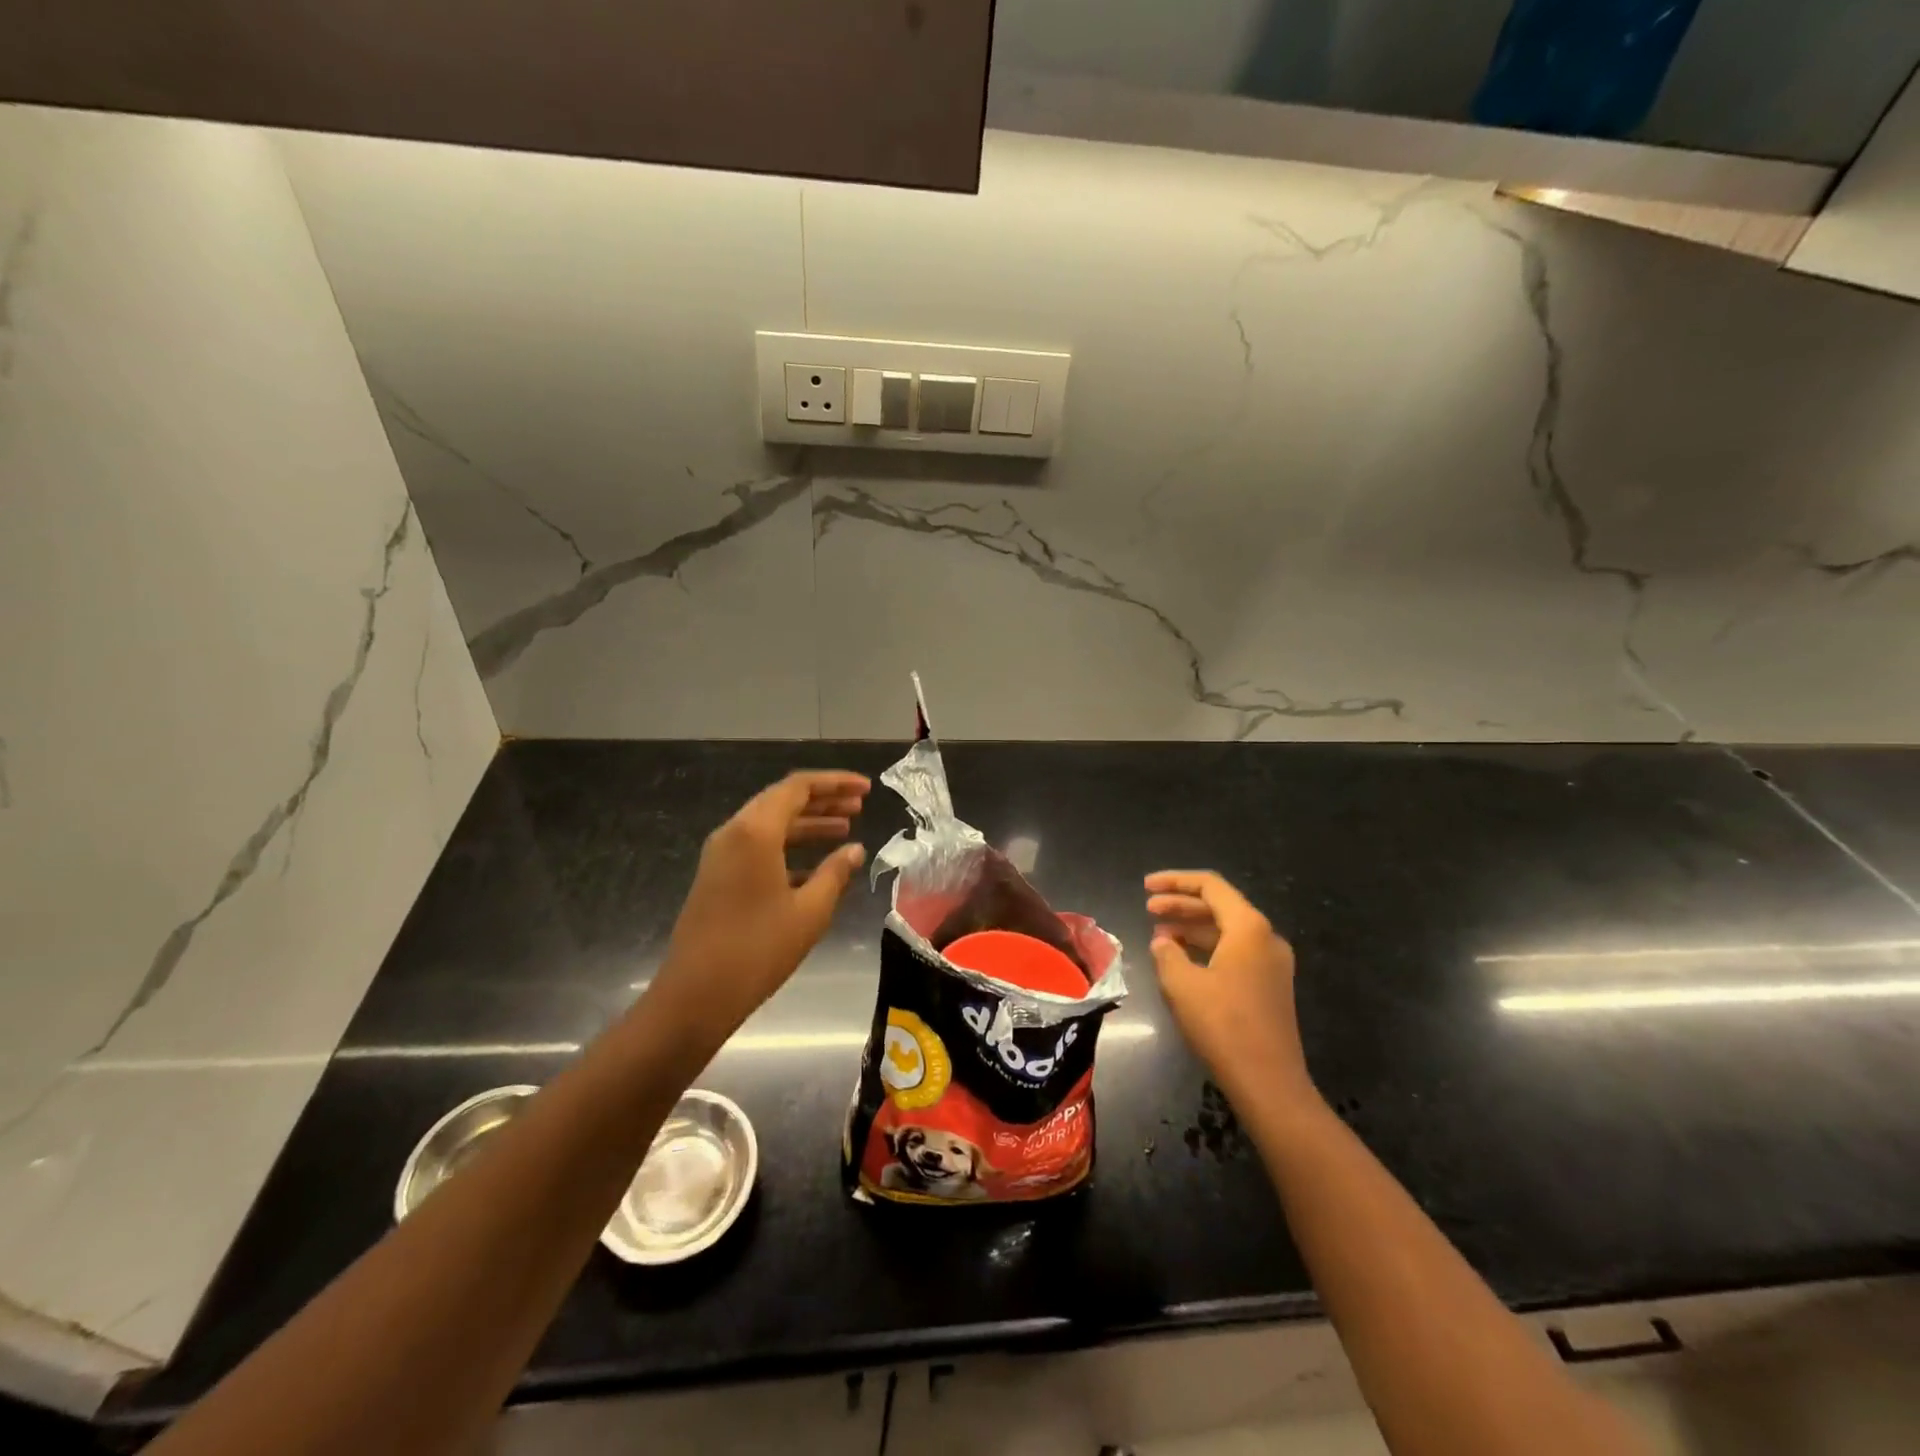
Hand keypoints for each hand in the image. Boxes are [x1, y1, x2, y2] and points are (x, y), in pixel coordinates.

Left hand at [650, 771, 869, 1044]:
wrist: (695, 996)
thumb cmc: (758, 950)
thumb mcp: (809, 911)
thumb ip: (835, 873)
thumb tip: (855, 850)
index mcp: (756, 832)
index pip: (799, 787)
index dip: (836, 783)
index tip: (866, 789)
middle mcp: (734, 833)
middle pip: (783, 801)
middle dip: (823, 801)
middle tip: (860, 806)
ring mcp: (721, 855)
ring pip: (770, 824)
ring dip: (808, 824)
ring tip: (845, 830)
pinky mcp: (717, 877)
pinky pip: (758, 847)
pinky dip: (789, 848)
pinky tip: (816, 868)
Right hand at [1145, 870, 1316, 1106]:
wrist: (1269, 1083)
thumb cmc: (1223, 1025)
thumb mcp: (1182, 984)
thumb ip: (1167, 953)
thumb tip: (1163, 941)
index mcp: (1249, 928)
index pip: (1210, 886)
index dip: (1175, 881)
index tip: (1146, 887)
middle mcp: (1266, 938)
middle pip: (1219, 906)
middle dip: (1181, 904)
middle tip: (1148, 909)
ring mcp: (1272, 964)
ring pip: (1226, 931)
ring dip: (1192, 927)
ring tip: (1159, 935)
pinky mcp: (1270, 986)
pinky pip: (1234, 952)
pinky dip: (1206, 948)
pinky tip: (1182, 960)